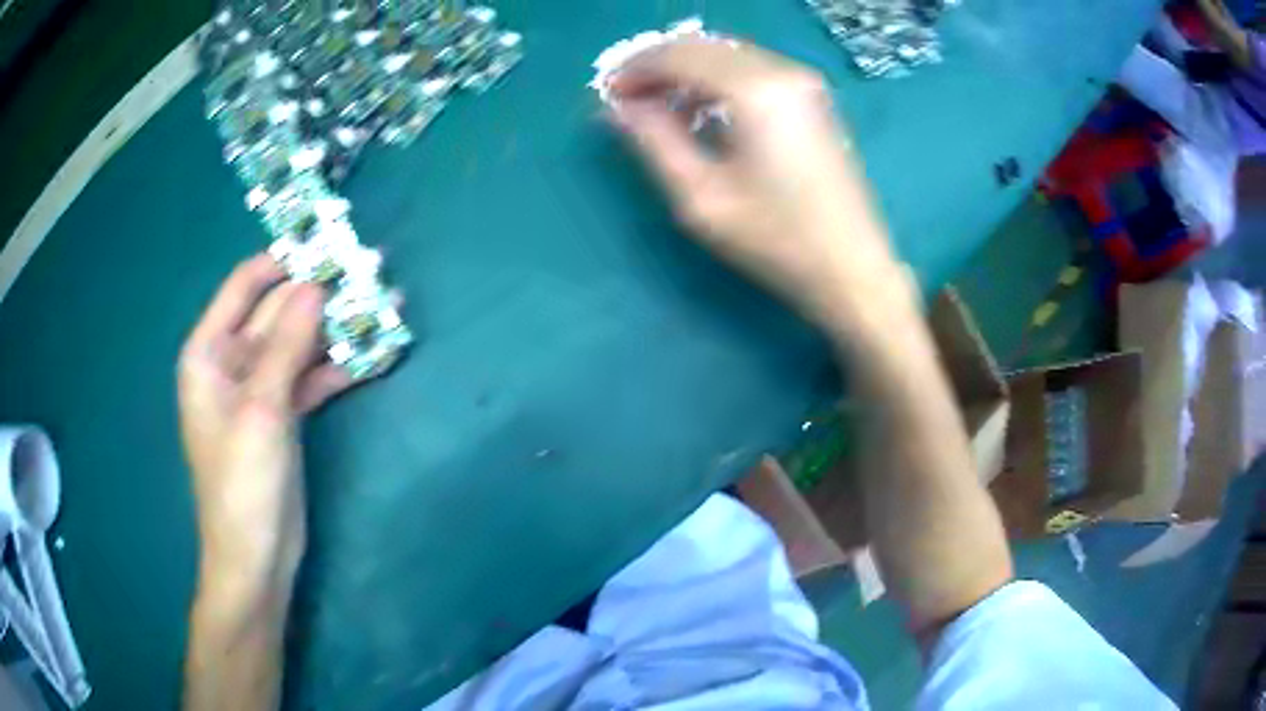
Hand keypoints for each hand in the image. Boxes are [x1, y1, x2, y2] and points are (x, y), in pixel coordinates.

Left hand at [178, 255, 353, 596]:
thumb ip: (286, 344)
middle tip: (371, 272)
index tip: (328, 243)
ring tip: (387, 307)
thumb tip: (316, 284)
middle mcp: (231, 362)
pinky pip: (309, 378)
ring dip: (337, 330)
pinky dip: (337, 368)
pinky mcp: (281, 414)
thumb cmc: (243, 484)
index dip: (283, 260)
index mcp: (209, 352)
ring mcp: (258, 389)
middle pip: (278, 313)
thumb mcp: (262, 409)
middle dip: (321, 295)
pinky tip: (374, 356)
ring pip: (299, 345)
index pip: (245, 285)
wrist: (256, 558)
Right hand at [608, 38, 907, 327]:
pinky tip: (700, 112)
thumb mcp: (701, 197)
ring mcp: (804, 83)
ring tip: (657, 108)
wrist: (853, 269)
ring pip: (727, 55)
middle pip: (703, 46)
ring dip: (686, 72)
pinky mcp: (812, 99)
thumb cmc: (776, 241)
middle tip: (626, 99)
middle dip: (658, 65)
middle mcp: (782, 71)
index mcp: (755, 90)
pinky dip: (716, 81)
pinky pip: (751, 70)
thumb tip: (616, 108)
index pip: (679, 55)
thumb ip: (653, 141)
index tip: (606, 95)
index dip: (635, 70)